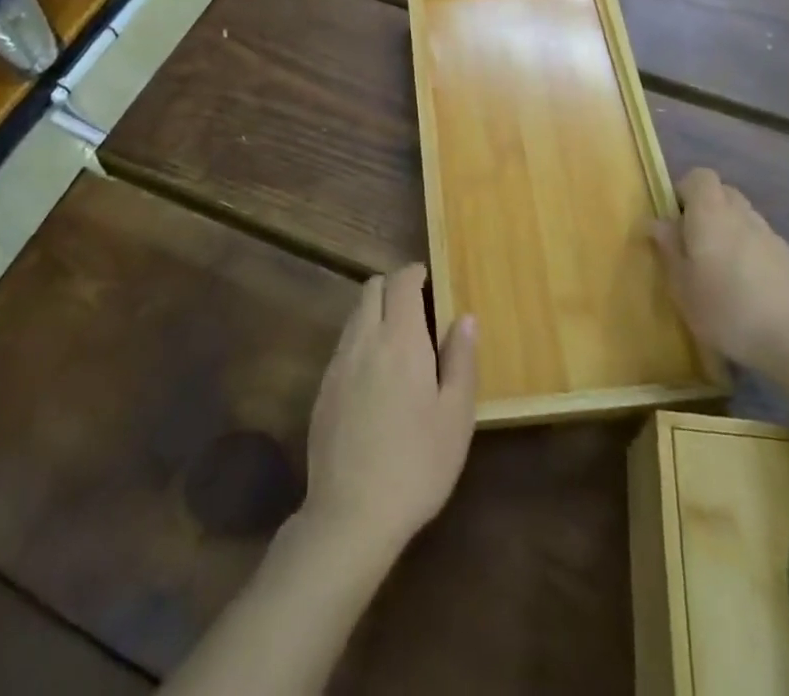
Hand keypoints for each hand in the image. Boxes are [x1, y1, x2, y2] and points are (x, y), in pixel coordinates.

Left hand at [301, 263, 476, 560]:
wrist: (351, 514)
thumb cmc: (417, 464)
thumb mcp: (456, 416)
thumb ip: (461, 360)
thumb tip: (465, 317)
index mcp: (401, 339)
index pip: (401, 282)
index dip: (414, 273)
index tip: (429, 278)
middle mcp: (365, 340)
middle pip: (371, 289)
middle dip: (393, 287)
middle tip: (417, 307)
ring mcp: (338, 364)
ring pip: (355, 315)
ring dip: (375, 311)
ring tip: (399, 340)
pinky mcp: (323, 389)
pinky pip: (343, 344)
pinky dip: (361, 340)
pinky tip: (375, 375)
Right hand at [650, 168, 788, 390]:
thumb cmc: (729, 309)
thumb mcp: (683, 287)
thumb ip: (669, 249)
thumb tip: (657, 222)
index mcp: (711, 213)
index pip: (699, 177)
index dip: (683, 192)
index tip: (673, 222)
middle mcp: (742, 214)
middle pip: (722, 193)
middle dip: (704, 210)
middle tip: (692, 246)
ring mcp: (771, 235)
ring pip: (742, 217)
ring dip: (728, 232)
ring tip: (718, 271)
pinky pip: (760, 241)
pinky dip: (749, 252)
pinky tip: (746, 289)